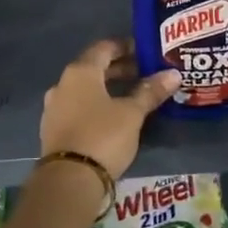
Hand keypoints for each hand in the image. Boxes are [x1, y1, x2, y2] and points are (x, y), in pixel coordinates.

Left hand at [40, 39, 179, 182]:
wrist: (68, 180)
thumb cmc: (103, 136)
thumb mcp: (132, 113)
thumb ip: (150, 91)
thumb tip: (173, 74)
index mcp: (80, 72)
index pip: (105, 47)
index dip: (126, 46)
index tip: (146, 52)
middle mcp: (62, 84)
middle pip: (94, 68)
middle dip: (120, 69)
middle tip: (145, 74)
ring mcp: (54, 108)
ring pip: (85, 89)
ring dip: (107, 88)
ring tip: (132, 96)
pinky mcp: (53, 129)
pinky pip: (78, 107)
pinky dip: (96, 105)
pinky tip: (112, 117)